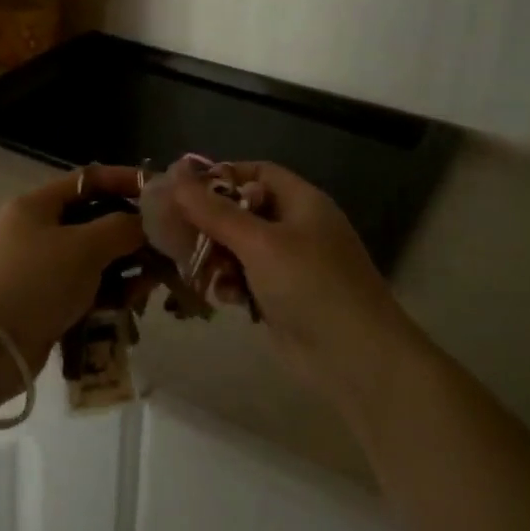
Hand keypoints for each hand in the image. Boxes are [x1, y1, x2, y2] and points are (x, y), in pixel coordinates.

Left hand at [0, 167, 146, 370]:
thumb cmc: (35, 282)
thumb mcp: (84, 247)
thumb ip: (121, 227)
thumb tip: (145, 223)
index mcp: (37, 205)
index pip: (88, 180)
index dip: (126, 181)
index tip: (162, 192)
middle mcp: (36, 230)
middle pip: (94, 221)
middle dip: (131, 233)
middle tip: (165, 247)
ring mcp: (38, 268)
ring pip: (93, 259)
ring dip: (125, 267)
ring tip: (151, 284)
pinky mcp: (43, 302)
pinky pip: (84, 288)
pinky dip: (108, 292)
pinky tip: (130, 304)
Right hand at [171, 162, 417, 404]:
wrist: (354, 358)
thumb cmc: (309, 284)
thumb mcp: (258, 242)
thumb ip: (214, 211)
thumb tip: (175, 177)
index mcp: (302, 202)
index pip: (257, 172)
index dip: (221, 176)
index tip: (184, 190)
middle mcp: (297, 227)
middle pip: (244, 211)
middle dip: (211, 222)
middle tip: (176, 232)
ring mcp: (291, 265)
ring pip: (240, 248)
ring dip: (217, 257)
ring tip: (198, 269)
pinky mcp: (282, 297)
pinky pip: (246, 279)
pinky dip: (231, 284)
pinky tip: (223, 298)